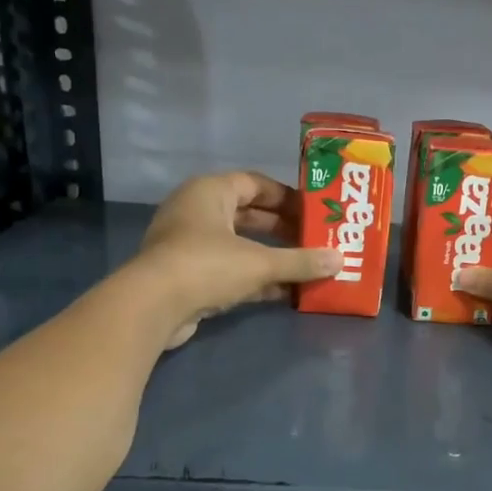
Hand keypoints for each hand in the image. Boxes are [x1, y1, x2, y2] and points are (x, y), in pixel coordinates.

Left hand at [132, 171, 340, 347]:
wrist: (152, 307)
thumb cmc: (206, 266)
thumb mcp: (260, 263)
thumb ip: (300, 261)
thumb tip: (339, 260)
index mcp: (210, 192)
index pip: (255, 184)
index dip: (287, 197)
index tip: (314, 212)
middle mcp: (198, 212)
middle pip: (249, 215)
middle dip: (283, 229)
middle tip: (315, 240)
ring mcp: (189, 245)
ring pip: (240, 245)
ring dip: (271, 257)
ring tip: (306, 266)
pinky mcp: (188, 276)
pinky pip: (230, 269)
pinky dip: (255, 278)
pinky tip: (285, 292)